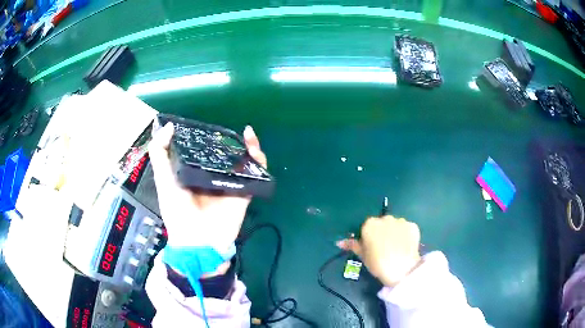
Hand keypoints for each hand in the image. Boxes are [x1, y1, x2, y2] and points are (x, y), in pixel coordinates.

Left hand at [148, 123, 266, 268]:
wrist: (198, 241)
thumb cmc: (177, 210)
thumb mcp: (163, 179)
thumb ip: (160, 153)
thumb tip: (168, 125)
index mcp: (194, 173)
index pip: (202, 150)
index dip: (205, 136)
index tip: (206, 124)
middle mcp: (212, 176)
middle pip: (224, 154)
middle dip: (228, 140)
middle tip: (227, 129)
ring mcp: (230, 184)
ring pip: (242, 161)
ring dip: (247, 146)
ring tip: (247, 133)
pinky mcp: (244, 191)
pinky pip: (255, 173)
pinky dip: (258, 158)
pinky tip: (252, 143)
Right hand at [337, 215, 421, 286]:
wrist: (401, 269)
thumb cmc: (377, 263)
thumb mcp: (363, 256)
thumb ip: (352, 245)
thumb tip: (339, 242)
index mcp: (370, 224)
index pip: (366, 227)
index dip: (368, 238)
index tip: (371, 248)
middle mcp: (385, 218)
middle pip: (381, 224)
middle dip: (382, 232)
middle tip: (383, 248)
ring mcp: (401, 221)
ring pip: (395, 225)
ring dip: (394, 232)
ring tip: (396, 248)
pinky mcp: (413, 226)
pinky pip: (407, 229)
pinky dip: (406, 235)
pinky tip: (405, 246)